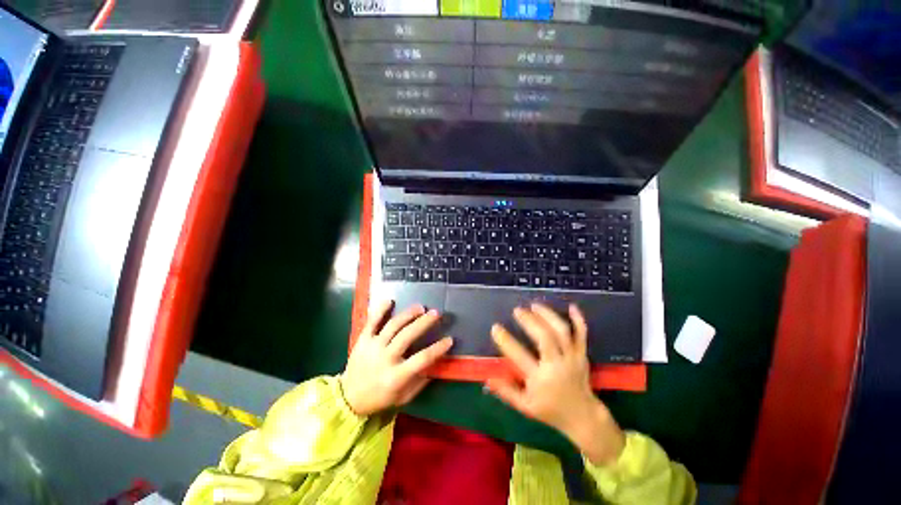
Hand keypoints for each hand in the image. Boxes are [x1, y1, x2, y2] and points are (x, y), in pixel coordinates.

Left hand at [341, 300, 453, 415]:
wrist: (348, 398)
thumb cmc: (380, 398)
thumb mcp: (403, 397)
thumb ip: (420, 381)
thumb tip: (436, 364)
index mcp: (396, 376)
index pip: (422, 359)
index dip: (438, 348)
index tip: (449, 339)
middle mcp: (385, 358)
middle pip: (407, 336)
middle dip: (424, 322)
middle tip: (436, 313)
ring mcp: (372, 347)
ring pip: (393, 325)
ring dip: (408, 314)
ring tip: (420, 307)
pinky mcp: (363, 340)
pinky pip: (371, 321)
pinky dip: (380, 309)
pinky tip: (390, 300)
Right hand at [486, 303, 624, 465]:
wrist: (583, 417)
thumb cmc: (551, 411)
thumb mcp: (525, 406)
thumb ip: (506, 391)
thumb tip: (487, 378)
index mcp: (540, 379)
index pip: (520, 356)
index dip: (506, 340)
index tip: (495, 327)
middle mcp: (557, 366)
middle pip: (545, 338)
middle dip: (530, 321)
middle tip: (517, 310)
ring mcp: (572, 358)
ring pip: (562, 332)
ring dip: (548, 315)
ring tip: (534, 305)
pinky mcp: (582, 355)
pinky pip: (582, 335)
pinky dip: (579, 320)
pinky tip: (571, 306)